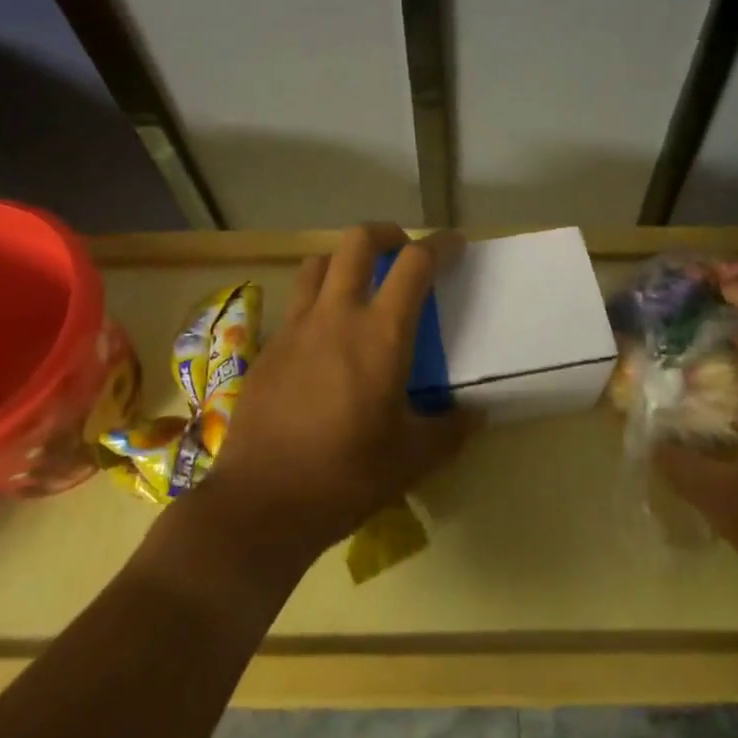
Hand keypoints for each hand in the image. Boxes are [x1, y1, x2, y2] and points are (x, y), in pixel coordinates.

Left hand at [191, 224, 477, 574]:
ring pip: (318, 263)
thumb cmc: (346, 476)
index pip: (415, 264)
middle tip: (402, 251)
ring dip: (344, 260)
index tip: (455, 245)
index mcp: (380, 334)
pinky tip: (324, 336)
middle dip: (386, 233)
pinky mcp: (268, 348)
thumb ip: (450, 429)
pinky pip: (296, 302)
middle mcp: (336, 315)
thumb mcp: (412, 458)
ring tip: (359, 283)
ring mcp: (295, 327)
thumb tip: (476, 415)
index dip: (440, 245)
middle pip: (357, 241)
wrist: (261, 503)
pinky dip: (316, 299)